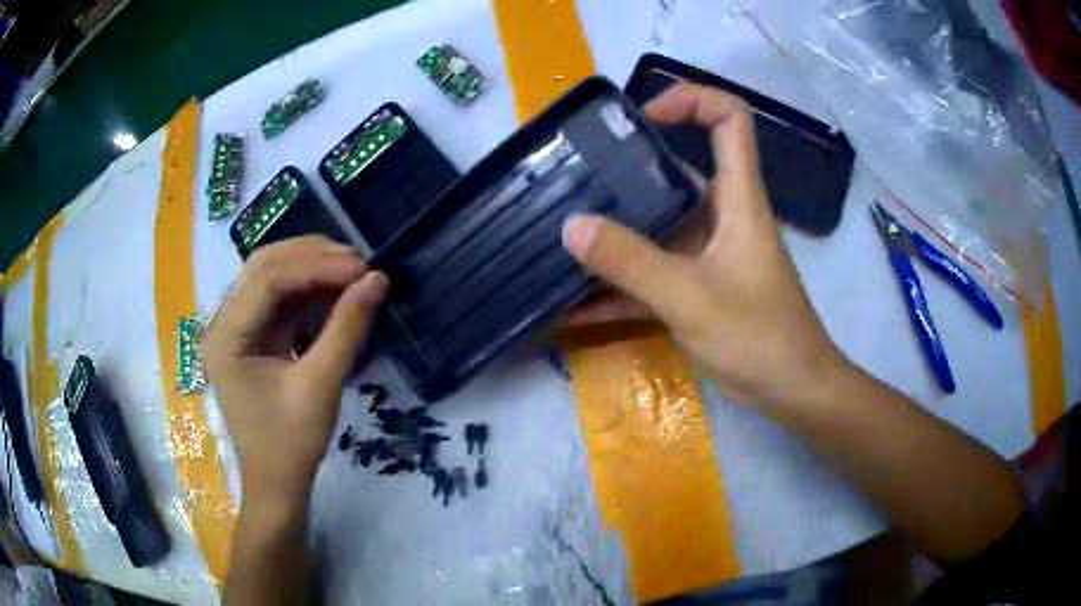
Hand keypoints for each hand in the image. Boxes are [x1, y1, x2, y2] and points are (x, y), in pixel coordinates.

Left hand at [201, 236, 388, 508]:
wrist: (277, 483)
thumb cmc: (291, 444)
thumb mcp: (320, 386)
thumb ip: (347, 329)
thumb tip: (378, 279)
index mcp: (226, 337)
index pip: (267, 279)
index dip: (316, 265)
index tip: (362, 267)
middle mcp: (224, 323)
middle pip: (264, 267)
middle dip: (312, 257)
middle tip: (359, 263)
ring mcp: (236, 328)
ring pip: (272, 276)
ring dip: (312, 269)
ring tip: (353, 271)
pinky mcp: (252, 337)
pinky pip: (279, 300)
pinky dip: (309, 290)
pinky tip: (336, 290)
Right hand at [562, 83, 845, 407]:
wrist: (792, 390)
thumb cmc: (758, 336)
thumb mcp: (690, 298)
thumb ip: (631, 262)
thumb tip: (571, 226)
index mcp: (737, 198)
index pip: (730, 119)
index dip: (692, 100)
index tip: (643, 118)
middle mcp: (724, 214)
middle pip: (680, 168)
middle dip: (630, 167)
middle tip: (578, 175)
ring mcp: (711, 251)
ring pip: (662, 223)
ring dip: (618, 230)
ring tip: (563, 233)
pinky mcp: (701, 285)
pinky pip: (655, 272)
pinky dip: (621, 284)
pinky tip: (575, 304)